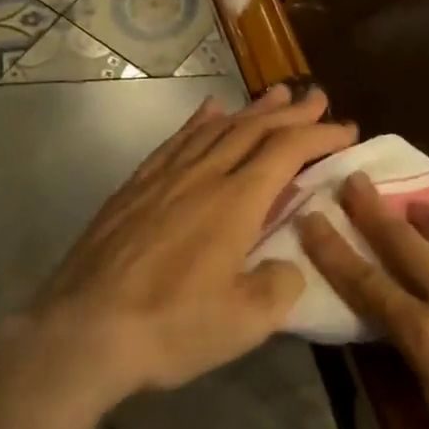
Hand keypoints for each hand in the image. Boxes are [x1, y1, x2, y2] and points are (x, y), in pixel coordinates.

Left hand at [9, 84, 356, 407]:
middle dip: (291, 112)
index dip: (321, 136)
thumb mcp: (246, 322)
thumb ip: (280, 285)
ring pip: (215, 129)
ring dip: (251, 110)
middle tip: (318, 98)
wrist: (81, 334)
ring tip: (275, 95)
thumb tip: (287, 264)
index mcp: (236, 202)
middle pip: (254, 130)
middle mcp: (202, 177)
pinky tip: (209, 112)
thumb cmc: (170, 327)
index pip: (288, 151)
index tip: (348, 129)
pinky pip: (175, 142)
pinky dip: (199, 122)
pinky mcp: (134, 189)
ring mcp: (164, 179)